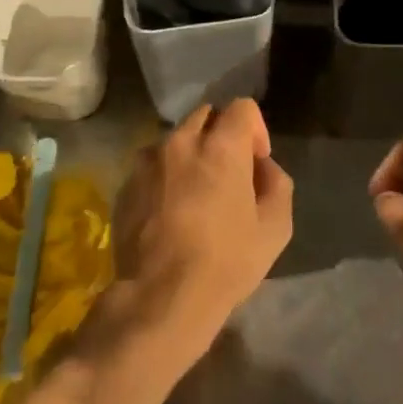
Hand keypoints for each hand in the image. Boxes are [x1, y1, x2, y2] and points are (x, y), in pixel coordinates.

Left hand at [112, 99, 292, 363]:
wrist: (160, 297)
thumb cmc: (226, 261)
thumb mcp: (275, 227)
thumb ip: (276, 183)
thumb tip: (261, 166)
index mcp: (221, 145)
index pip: (242, 106)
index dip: (255, 129)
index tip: (255, 162)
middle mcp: (181, 141)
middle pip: (205, 115)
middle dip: (221, 135)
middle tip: (227, 173)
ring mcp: (147, 161)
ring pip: (175, 139)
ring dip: (190, 154)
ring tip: (194, 192)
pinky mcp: (125, 184)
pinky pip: (151, 165)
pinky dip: (164, 175)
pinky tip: (169, 211)